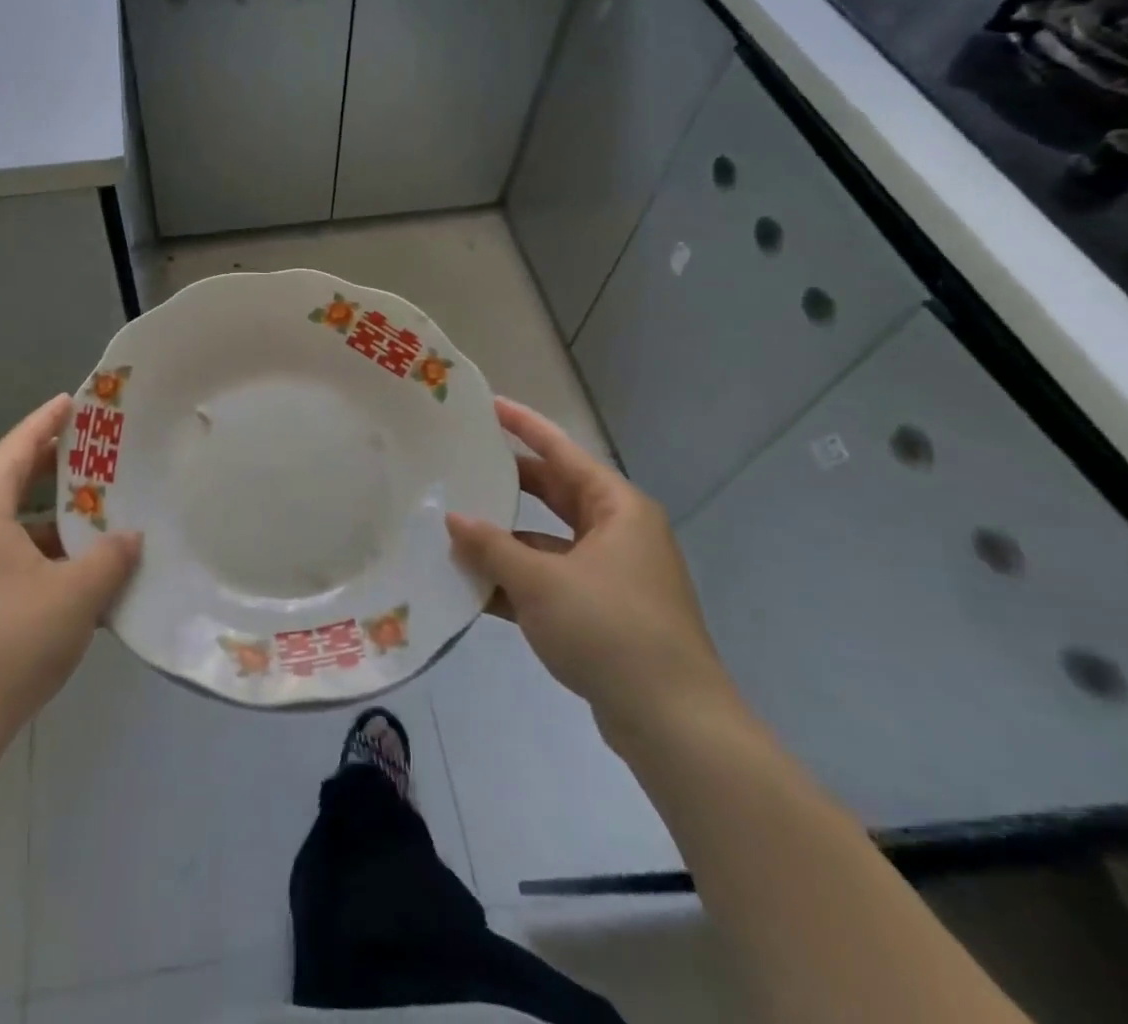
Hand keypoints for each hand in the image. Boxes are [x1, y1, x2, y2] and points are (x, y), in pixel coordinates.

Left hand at [0, 394, 140, 757]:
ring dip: (52, 517)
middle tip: (100, 452)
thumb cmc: (10, 642)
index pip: (18, 446)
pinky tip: (78, 571)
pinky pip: (5, 556)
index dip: (48, 421)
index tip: (76, 401)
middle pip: (12, 480)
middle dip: (56, 467)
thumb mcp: (76, 594)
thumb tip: (132, 536)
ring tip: (100, 512)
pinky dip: (40, 553)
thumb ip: (111, 556)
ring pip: (11, 523)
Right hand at [445, 398, 735, 739]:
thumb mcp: (540, 581)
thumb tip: (453, 520)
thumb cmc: (610, 628)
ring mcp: (614, 575)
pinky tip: (474, 587)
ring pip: (549, 541)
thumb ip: (492, 547)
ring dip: (506, 541)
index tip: (489, 405)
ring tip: (454, 531)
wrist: (673, 723)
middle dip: (510, 484)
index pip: (562, 451)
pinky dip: (518, 581)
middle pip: (555, 493)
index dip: (524, 426)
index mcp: (617, 508)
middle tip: (464, 465)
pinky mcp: (605, 612)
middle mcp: (619, 532)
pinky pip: (552, 581)